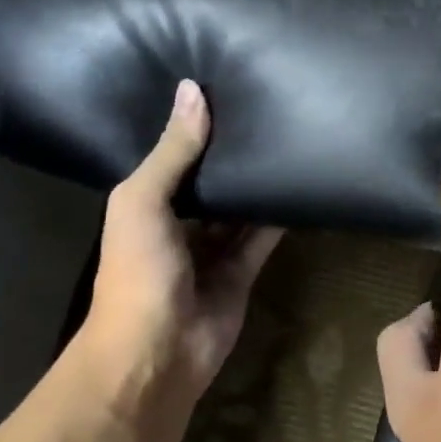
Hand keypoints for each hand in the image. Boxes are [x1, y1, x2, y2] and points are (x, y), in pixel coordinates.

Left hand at [73, 80, 281, 427]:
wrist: (157, 351)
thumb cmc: (138, 271)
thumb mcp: (144, 202)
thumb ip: (173, 152)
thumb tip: (193, 90)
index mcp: (145, 205)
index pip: (173, 158)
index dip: (194, 129)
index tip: (224, 90)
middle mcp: (178, 224)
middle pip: (210, 183)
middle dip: (231, 155)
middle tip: (268, 110)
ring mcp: (211, 251)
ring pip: (239, 209)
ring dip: (257, 184)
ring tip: (290, 140)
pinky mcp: (242, 273)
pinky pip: (263, 238)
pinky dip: (279, 217)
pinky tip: (302, 186)